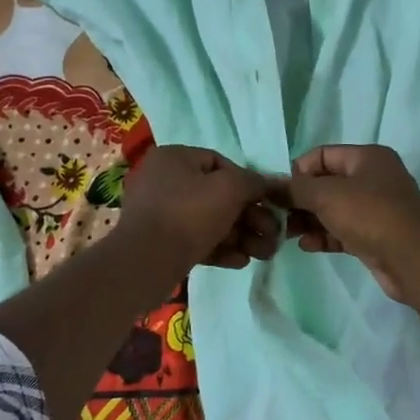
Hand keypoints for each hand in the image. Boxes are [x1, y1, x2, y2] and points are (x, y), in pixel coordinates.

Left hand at [120, 145, 279, 271]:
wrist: (146, 262)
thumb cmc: (189, 213)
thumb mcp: (230, 189)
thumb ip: (255, 183)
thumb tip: (273, 184)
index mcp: (174, 157)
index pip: (220, 163)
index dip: (248, 183)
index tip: (267, 203)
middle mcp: (163, 180)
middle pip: (218, 196)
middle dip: (250, 218)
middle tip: (273, 236)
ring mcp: (159, 213)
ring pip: (209, 221)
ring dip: (240, 236)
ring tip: (264, 254)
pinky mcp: (160, 242)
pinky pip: (195, 240)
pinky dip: (220, 248)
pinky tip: (242, 261)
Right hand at [283, 144, 419, 301]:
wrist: (413, 260)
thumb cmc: (370, 215)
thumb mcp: (327, 195)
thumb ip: (295, 189)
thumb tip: (269, 185)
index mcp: (367, 157)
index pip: (322, 155)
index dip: (298, 170)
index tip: (279, 191)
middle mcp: (374, 178)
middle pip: (327, 183)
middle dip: (300, 199)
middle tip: (276, 215)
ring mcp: (376, 208)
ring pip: (334, 209)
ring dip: (309, 219)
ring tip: (285, 233)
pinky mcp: (376, 236)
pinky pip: (343, 230)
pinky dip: (325, 235)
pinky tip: (306, 246)